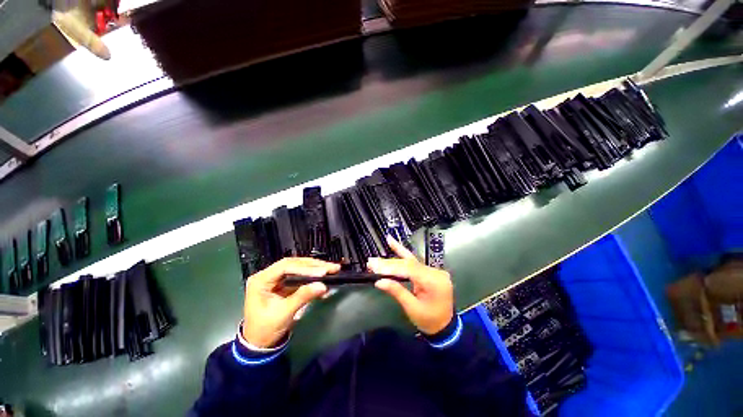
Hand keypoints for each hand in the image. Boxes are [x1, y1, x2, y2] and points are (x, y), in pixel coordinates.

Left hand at [242, 257, 339, 347]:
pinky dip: (313, 277)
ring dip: (315, 269)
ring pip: (299, 267)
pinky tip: (325, 279)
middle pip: (294, 264)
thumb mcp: (283, 313)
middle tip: (331, 267)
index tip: (322, 272)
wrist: (259, 344)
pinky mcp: (284, 283)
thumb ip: (302, 297)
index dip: (305, 268)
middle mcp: (268, 275)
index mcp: (261, 280)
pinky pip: (301, 276)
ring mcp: (276, 278)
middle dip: (314, 265)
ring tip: (332, 269)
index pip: (285, 267)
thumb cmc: (266, 329)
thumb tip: (323, 286)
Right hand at [369, 236, 453, 334]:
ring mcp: (434, 270)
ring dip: (395, 256)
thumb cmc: (429, 321)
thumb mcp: (412, 308)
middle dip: (390, 263)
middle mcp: (435, 272)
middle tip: (372, 262)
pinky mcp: (429, 271)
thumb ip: (397, 292)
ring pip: (411, 261)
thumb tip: (379, 281)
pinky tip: (395, 243)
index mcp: (434, 282)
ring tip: (386, 241)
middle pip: (409, 263)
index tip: (375, 266)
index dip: (391, 267)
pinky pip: (415, 262)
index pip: (409, 270)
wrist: (445, 327)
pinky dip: (403, 254)